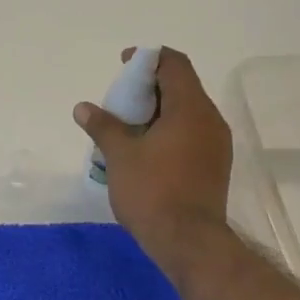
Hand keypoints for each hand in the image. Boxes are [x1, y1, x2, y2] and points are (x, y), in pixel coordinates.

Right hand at [75, 47, 234, 277]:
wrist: (188, 242)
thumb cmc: (152, 191)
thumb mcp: (120, 155)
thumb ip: (103, 126)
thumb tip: (83, 108)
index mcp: (190, 109)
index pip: (175, 65)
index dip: (148, 58)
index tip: (123, 64)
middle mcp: (210, 120)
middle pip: (181, 87)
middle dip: (149, 87)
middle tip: (119, 98)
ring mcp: (216, 145)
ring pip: (186, 113)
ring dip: (157, 111)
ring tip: (126, 125)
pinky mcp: (214, 165)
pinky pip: (190, 133)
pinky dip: (167, 130)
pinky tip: (143, 149)